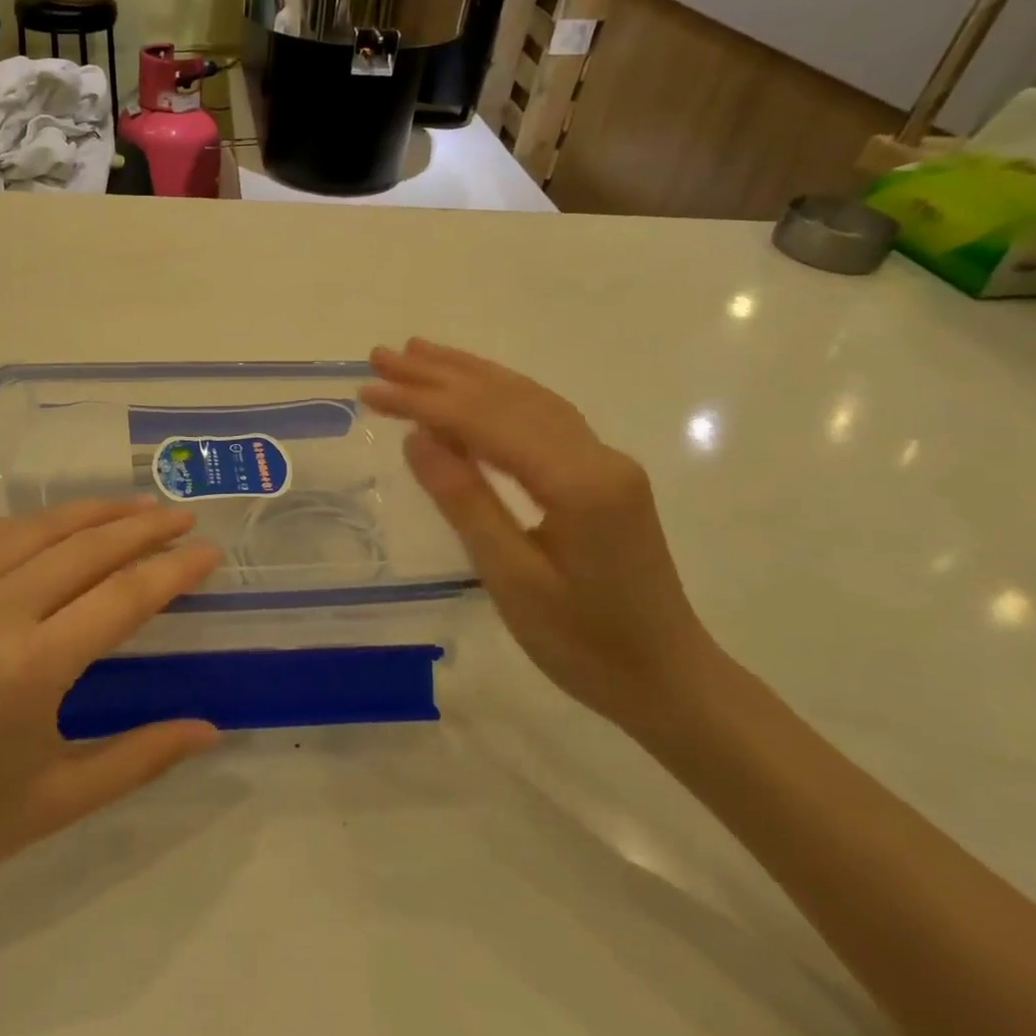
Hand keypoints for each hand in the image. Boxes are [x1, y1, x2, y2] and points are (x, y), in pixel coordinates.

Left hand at [0, 499, 221, 943]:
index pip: (121, 598)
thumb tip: (210, 729)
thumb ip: (142, 757)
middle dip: (143, 528)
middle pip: (85, 549)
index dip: (172, 570)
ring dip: (93, 512)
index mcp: (27, 672)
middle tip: (183, 517)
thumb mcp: (59, 801)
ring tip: (136, 506)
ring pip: (36, 530)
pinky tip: (60, 524)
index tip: (208, 552)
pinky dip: (33, 523)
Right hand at [362, 340, 718, 733]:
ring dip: (469, 374)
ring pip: (528, 399)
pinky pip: (543, 418)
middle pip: (508, 398)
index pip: (486, 422)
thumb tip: (417, 437)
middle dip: (439, 375)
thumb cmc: (584, 645)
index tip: (368, 389)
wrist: (667, 680)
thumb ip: (465, 500)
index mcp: (579, 483)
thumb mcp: (512, 579)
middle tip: (381, 356)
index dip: (422, 402)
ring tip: (417, 355)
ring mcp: (605, 461)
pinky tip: (474, 389)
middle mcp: (597, 455)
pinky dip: (499, 396)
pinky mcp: (603, 474)